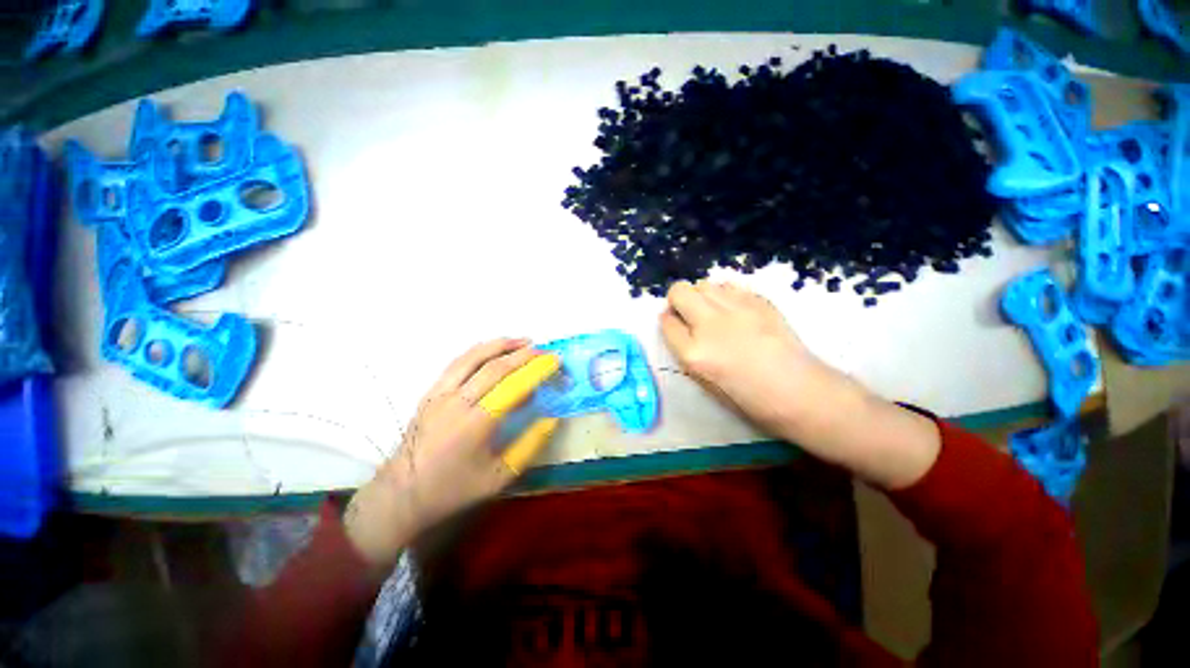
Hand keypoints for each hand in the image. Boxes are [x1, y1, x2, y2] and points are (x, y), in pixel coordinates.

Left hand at [344, 339, 559, 568]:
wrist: (402, 494)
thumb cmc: (454, 489)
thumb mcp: (500, 476)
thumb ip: (530, 445)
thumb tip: (552, 418)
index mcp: (477, 424)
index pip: (513, 385)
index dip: (537, 369)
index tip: (555, 360)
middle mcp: (458, 402)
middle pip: (496, 367)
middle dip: (524, 354)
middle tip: (544, 351)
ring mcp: (440, 394)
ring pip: (473, 357)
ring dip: (501, 345)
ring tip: (523, 341)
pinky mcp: (430, 392)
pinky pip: (457, 363)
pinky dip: (479, 351)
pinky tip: (492, 350)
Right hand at [659, 281, 939, 489]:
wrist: (800, 393)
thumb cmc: (748, 398)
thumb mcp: (704, 381)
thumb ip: (685, 350)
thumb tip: (676, 323)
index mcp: (695, 354)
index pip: (666, 322)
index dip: (668, 321)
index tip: (675, 323)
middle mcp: (710, 326)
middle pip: (679, 291)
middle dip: (678, 300)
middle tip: (689, 313)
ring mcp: (736, 310)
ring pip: (704, 283)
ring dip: (702, 295)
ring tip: (714, 311)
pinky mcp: (759, 301)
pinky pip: (729, 286)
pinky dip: (725, 294)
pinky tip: (734, 310)